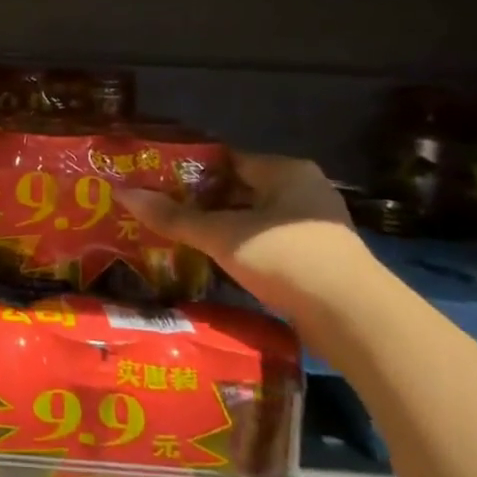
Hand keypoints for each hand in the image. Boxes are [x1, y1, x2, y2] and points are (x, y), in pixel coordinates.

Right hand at [117, 154, 369, 323]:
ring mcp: (312, 226)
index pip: (227, 159)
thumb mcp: (222, 235)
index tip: (156, 180)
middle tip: (160, 210)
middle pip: (239, 189)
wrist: (354, 317)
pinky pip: (266, 243)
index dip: (190, 169)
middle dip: (201, 201)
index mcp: (286, 171)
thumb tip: (123, 192)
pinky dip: (240, 248)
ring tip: (178, 236)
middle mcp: (302, 190)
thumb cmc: (286, 257)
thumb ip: (174, 216)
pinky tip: (212, 261)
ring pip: (252, 218)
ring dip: (219, 228)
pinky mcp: (316, 259)